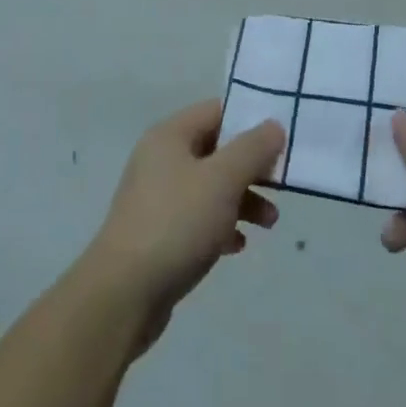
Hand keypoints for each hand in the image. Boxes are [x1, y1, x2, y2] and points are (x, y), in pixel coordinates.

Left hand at [79, 100, 284, 353]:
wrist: (124, 294)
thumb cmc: (176, 223)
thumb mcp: (222, 180)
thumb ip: (252, 149)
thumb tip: (274, 125)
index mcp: (170, 135)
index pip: (217, 112)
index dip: (250, 121)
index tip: (281, 140)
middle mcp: (161, 159)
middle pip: (216, 150)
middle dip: (251, 168)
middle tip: (281, 186)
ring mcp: (158, 197)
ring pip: (210, 187)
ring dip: (242, 199)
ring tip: (270, 223)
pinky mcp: (159, 233)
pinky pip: (198, 218)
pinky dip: (222, 225)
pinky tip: (238, 246)